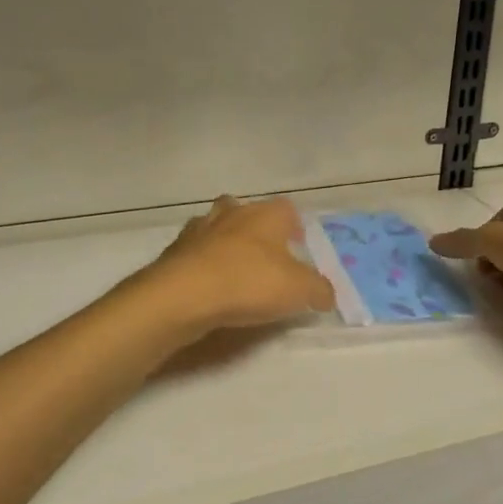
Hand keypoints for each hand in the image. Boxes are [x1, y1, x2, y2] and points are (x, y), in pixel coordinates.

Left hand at [142, 196, 336, 334]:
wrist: (184, 294)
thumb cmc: (249, 282)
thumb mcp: (299, 290)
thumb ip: (319, 289)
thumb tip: (327, 294)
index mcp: (266, 215)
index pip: (287, 209)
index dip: (295, 226)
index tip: (299, 245)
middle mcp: (232, 213)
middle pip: (247, 210)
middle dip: (255, 228)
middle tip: (265, 256)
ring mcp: (199, 229)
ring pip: (216, 226)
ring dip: (225, 242)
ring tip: (234, 269)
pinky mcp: (174, 251)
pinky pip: (194, 251)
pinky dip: (202, 262)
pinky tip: (207, 283)